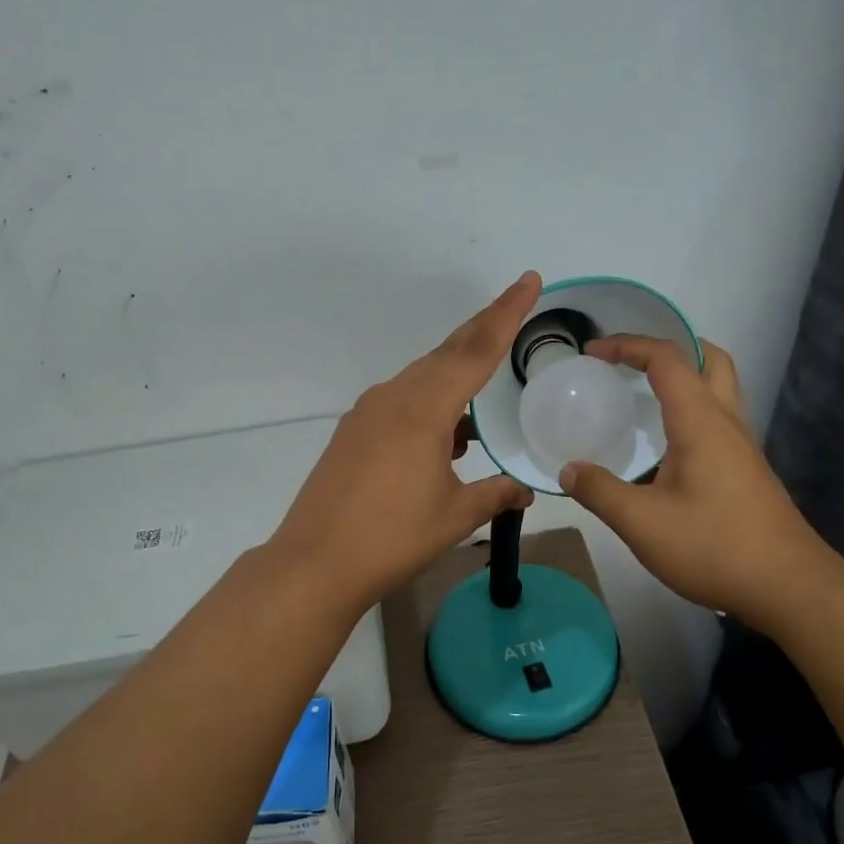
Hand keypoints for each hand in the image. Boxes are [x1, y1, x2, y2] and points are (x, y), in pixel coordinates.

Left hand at [271, 273, 541, 613]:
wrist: (315, 562)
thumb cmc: (392, 538)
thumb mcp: (455, 517)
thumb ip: (494, 495)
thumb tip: (524, 491)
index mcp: (424, 410)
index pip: (476, 350)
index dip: (506, 314)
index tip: (528, 281)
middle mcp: (394, 398)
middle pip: (447, 352)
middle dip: (484, 329)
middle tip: (515, 308)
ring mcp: (368, 412)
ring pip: (422, 376)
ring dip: (455, 372)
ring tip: (486, 384)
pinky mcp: (353, 431)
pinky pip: (401, 400)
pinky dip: (430, 402)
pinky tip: (445, 434)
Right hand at [558, 336, 833, 629]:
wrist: (789, 588)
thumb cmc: (714, 547)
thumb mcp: (642, 523)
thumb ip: (600, 492)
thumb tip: (568, 470)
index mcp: (701, 422)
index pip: (667, 359)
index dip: (628, 345)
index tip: (593, 352)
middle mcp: (727, 423)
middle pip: (710, 359)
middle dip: (670, 347)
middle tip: (632, 360)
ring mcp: (743, 447)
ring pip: (720, 389)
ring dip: (685, 378)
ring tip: (643, 395)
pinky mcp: (748, 471)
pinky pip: (718, 420)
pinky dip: (691, 410)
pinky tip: (666, 446)